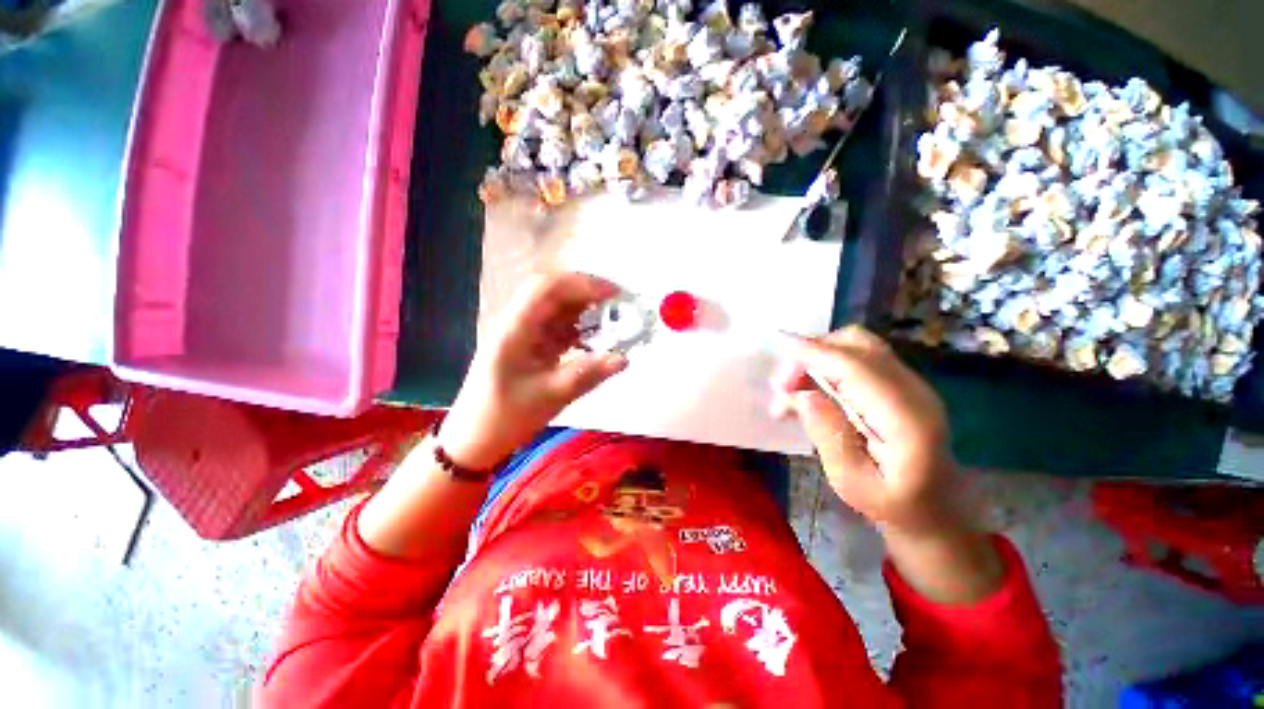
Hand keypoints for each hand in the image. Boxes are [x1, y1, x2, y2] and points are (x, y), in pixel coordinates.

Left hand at [437, 272, 627, 469]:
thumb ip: (588, 375)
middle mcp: (517, 323)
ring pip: (558, 309)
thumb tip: (624, 358)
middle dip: (588, 294)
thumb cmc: (505, 418)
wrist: (474, 440)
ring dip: (586, 311)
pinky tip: (597, 338)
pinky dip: (580, 329)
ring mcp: (523, 334)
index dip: (581, 284)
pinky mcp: (531, 346)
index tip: (614, 294)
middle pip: (554, 293)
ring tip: (615, 320)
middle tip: (620, 304)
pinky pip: (558, 328)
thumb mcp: (550, 397)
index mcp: (514, 329)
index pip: (546, 288)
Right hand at [771, 327, 1002, 602]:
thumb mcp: (851, 483)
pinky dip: (827, 365)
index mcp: (906, 418)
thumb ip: (828, 437)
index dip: (815, 353)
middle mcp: (912, 390)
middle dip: (812, 353)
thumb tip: (802, 395)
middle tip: (783, 385)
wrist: (935, 509)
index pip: (856, 367)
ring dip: (818, 357)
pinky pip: (857, 360)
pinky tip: (809, 390)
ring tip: (791, 389)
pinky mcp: (898, 385)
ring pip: (856, 346)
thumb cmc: (892, 504)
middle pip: (857, 345)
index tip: (779, 348)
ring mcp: (908, 384)